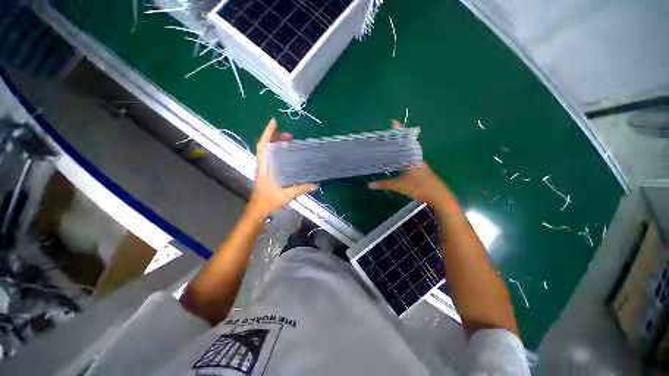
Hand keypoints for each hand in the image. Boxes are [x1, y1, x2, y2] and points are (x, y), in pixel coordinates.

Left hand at [247, 119, 315, 218]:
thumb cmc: (268, 202)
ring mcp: (264, 169)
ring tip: (289, 141)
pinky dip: (277, 151)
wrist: (257, 210)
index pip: (262, 146)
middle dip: (274, 136)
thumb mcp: (286, 195)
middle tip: (290, 135)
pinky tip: (286, 154)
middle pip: (265, 146)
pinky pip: (270, 158)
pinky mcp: (266, 173)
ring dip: (275, 143)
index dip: (267, 133)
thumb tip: (315, 185)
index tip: (274, 122)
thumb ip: (300, 189)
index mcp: (264, 168)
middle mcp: (262, 166)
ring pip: (267, 151)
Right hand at [368, 121, 452, 206]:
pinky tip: (400, 160)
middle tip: (390, 132)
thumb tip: (369, 185)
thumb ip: (383, 184)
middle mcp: (416, 158)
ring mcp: (420, 163)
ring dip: (402, 146)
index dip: (399, 131)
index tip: (393, 121)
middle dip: (399, 137)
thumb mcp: (398, 186)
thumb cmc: (418, 187)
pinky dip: (404, 155)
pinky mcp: (422, 169)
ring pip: (409, 151)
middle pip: (407, 144)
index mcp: (411, 158)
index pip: (404, 141)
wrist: (438, 196)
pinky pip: (411, 158)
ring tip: (392, 143)